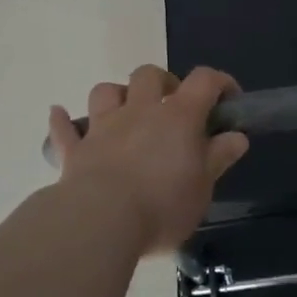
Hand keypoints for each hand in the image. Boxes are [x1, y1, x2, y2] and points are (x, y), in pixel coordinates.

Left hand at [47, 66, 248, 254]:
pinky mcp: (75, 151)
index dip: (219, 83)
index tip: (229, 100)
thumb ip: (218, 157)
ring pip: (105, 91)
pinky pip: (64, 129)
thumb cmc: (162, 205)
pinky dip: (63, 121)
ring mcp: (103, 127)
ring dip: (117, 96)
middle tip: (171, 106)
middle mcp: (139, 111)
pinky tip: (60, 115)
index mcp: (178, 117)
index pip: (204, 81)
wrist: (101, 221)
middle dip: (162, 83)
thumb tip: (236, 136)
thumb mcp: (203, 187)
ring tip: (125, 113)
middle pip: (149, 75)